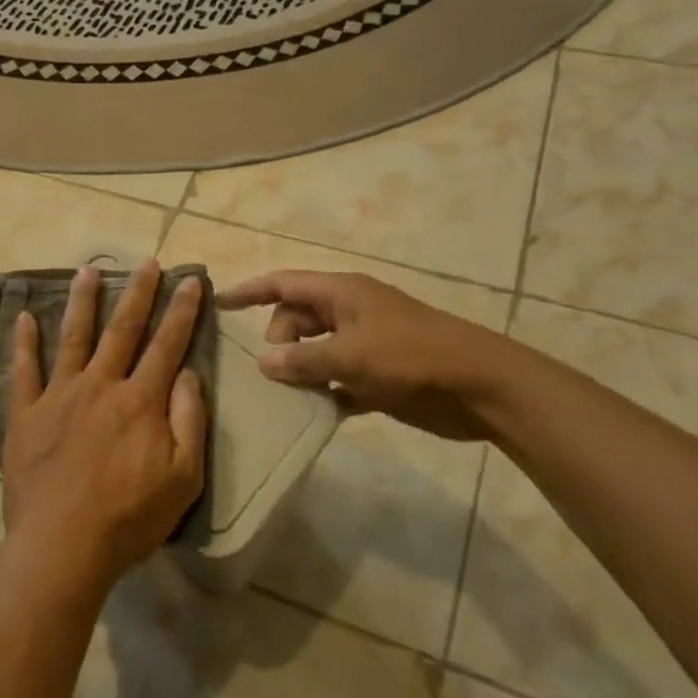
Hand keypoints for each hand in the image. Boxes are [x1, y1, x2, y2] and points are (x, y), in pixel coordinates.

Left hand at [2, 260, 207, 586]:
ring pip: (73, 337)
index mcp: (140, 400)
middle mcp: (100, 385)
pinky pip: (23, 370)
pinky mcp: (26, 413)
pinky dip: (24, 342)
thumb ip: (188, 420)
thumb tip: (188, 373)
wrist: (62, 544)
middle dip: (137, 292)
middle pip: (122, 329)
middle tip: (146, 262)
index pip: (167, 344)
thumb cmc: (129, 517)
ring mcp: (59, 395)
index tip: (191, 280)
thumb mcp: (183, 477)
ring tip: (87, 271)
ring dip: (82, 302)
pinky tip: (24, 317)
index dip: (182, 311)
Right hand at [215, 270, 511, 440]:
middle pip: (295, 319)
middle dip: (277, 342)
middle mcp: (349, 313)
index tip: (217, 303)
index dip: (249, 291)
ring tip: (282, 397)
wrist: (480, 387)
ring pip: (315, 351)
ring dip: (298, 371)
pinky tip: (312, 413)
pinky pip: (336, 380)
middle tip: (274, 373)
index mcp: (342, 293)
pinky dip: (323, 392)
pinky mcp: (378, 376)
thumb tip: (264, 363)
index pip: (283, 284)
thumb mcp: (351, 355)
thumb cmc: (412, 357)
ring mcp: (364, 344)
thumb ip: (303, 359)